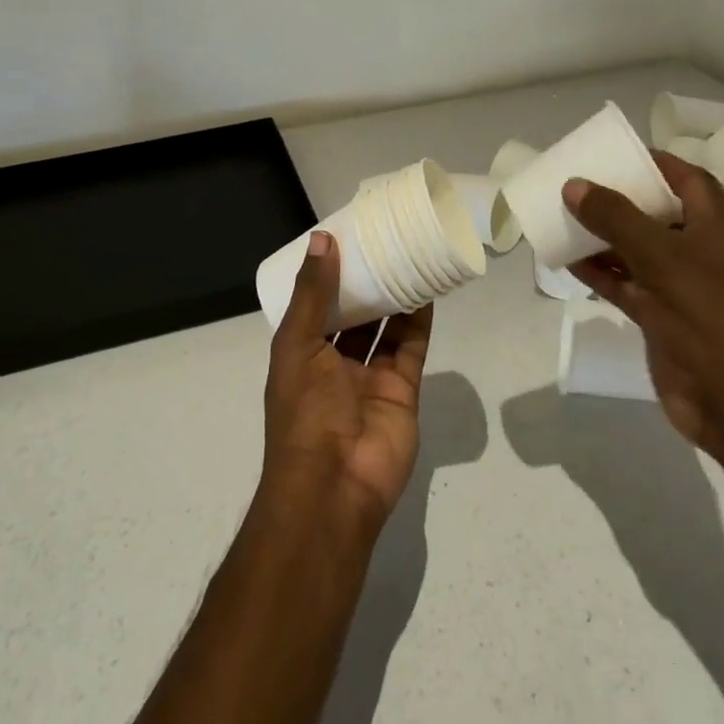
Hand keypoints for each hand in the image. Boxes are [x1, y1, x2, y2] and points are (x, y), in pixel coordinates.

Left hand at [263, 232, 431, 525]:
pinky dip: (418, 319)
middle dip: (365, 282)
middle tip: (382, 240)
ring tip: (408, 255)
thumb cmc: (305, 410)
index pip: (315, 304)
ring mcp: (369, 377)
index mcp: (301, 353)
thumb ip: (312, 293)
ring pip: (384, 327)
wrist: (335, 485)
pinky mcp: (402, 389)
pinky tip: (427, 288)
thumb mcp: (297, 345)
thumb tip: (322, 239)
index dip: (328, 274)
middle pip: (353, 313)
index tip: (345, 237)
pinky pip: (411, 346)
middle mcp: (334, 363)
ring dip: (394, 295)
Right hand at [564, 153, 723, 466]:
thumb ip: (615, 217)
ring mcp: (679, 285)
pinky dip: (599, 271)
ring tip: (561, 217)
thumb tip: (574, 184)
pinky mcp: (661, 316)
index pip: (686, 178)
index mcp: (713, 226)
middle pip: (654, 211)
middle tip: (577, 184)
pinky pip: (625, 282)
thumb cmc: (707, 315)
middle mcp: (698, 249)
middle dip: (617, 198)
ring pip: (634, 248)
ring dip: (601, 235)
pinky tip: (565, 261)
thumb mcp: (660, 257)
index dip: (653, 162)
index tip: (613, 154)